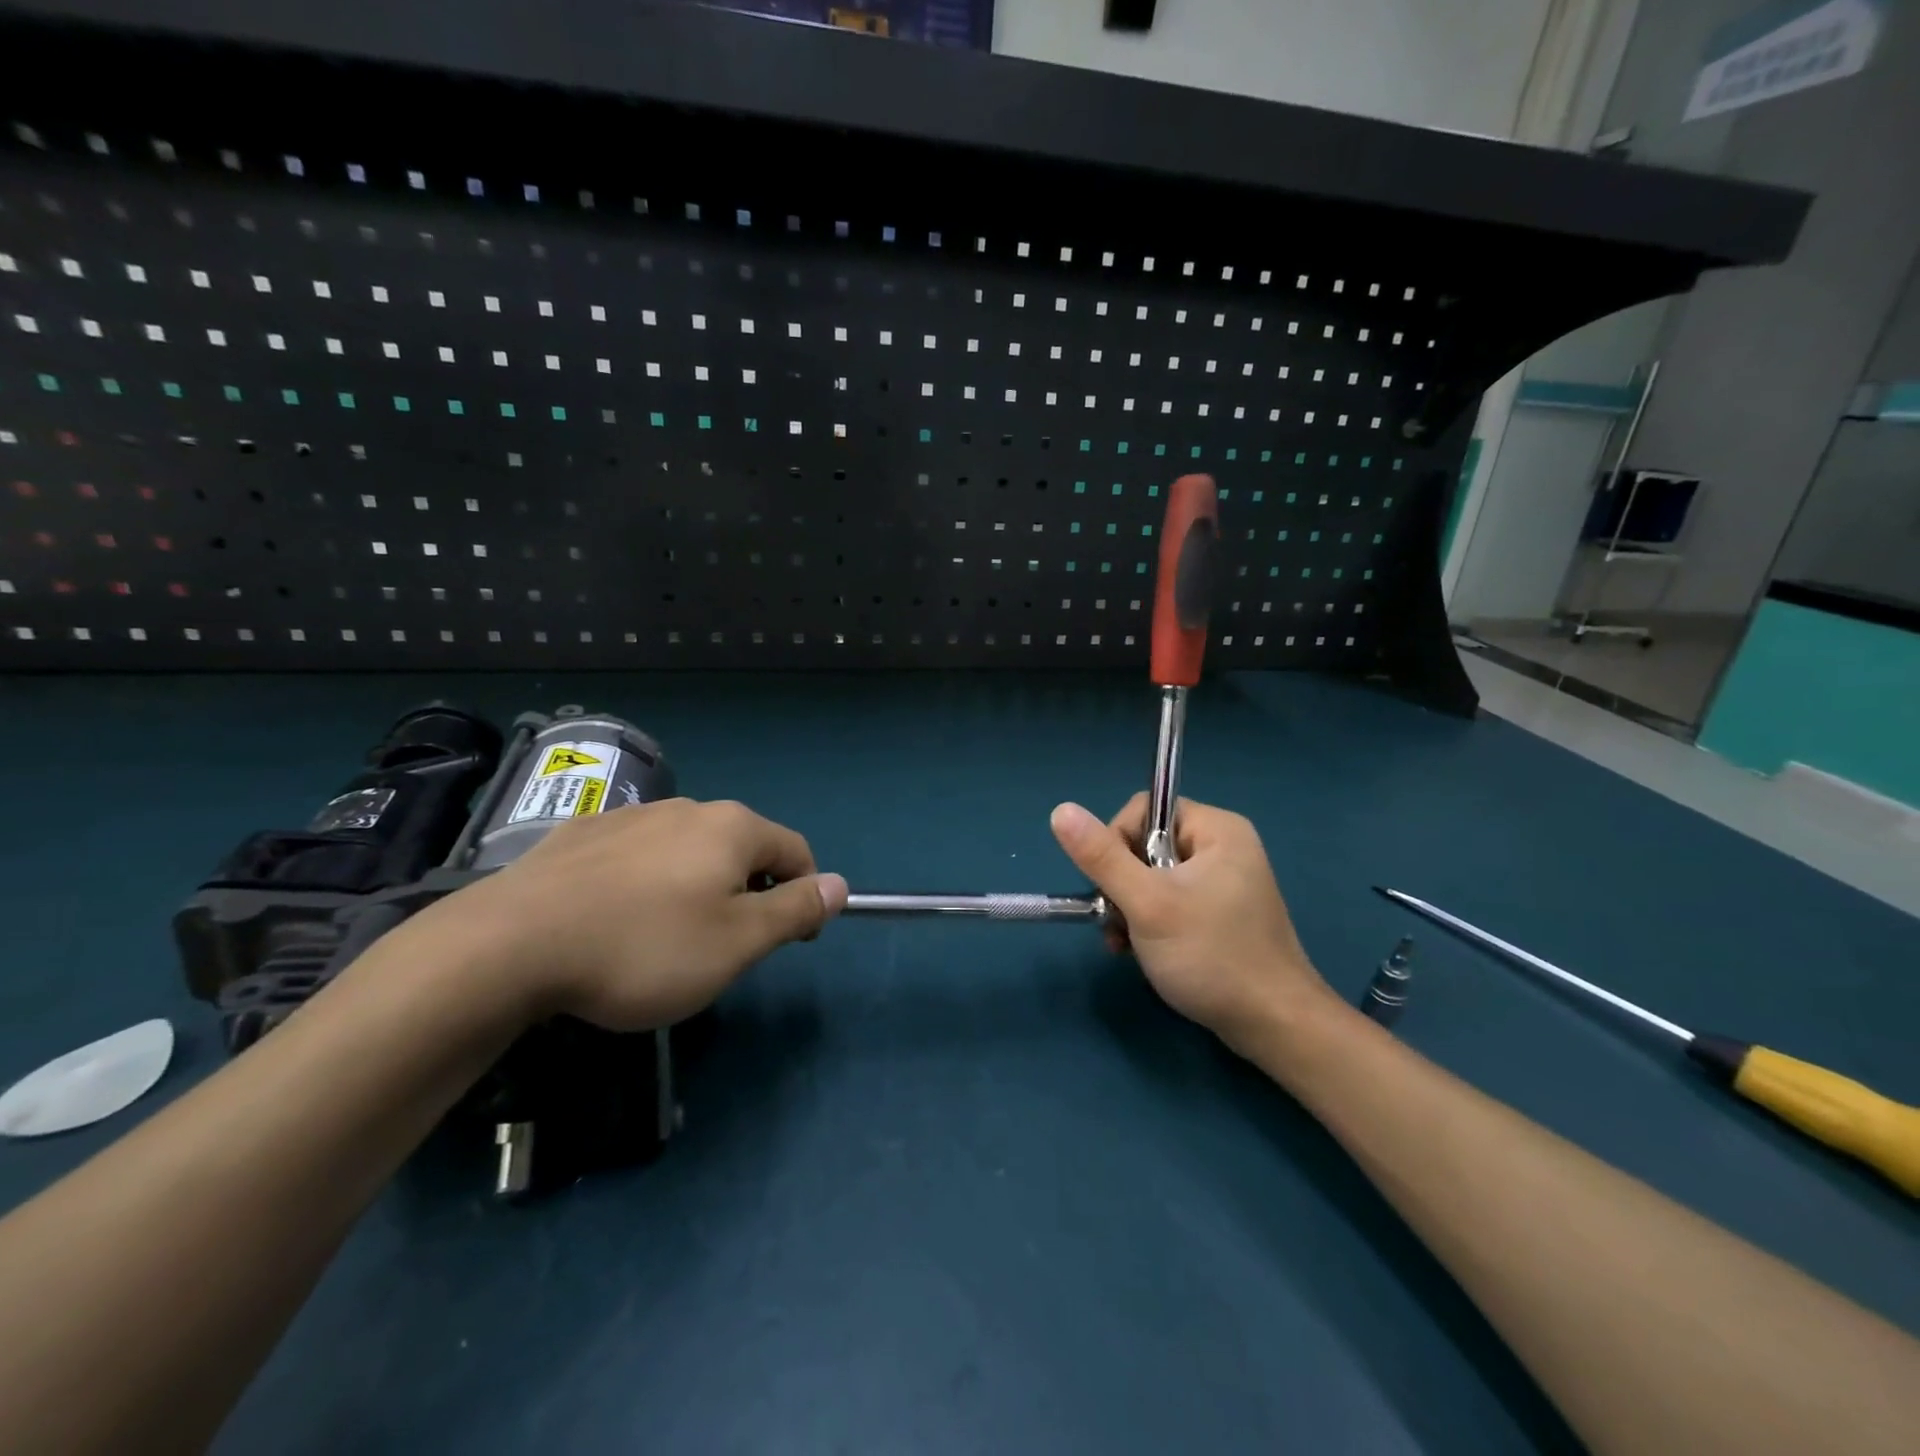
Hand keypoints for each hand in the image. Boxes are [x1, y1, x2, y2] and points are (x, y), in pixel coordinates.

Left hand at [422, 798, 846, 1031]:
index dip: (804, 895)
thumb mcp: (737, 943)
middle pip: (741, 847)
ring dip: (696, 885)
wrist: (509, 945)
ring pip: (687, 850)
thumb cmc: (643, 948)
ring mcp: (631, 816)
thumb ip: (794, 910)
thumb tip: (839, 885)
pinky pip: (637, 855)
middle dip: (748, 892)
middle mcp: (688, 809)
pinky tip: (613, 918)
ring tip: (664, 937)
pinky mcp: (582, 833)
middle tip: (723, 947)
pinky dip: (646, 882)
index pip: (796, 852)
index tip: (788, 940)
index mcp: (733, 828)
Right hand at [1050, 794, 1338, 1053]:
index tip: (1113, 887)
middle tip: (1118, 922)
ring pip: (1153, 877)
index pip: (1145, 811)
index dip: (1117, 843)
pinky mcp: (1222, 914)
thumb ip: (1102, 857)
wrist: (1274, 1026)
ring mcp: (1225, 882)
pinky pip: (1171, 901)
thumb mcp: (1147, 903)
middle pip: (1146, 845)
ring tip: (1125, 944)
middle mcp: (1224, 847)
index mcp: (1216, 829)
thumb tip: (1060, 810)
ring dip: (1130, 908)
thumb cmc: (1211, 956)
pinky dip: (1150, 922)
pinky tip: (1141, 951)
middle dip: (1122, 884)